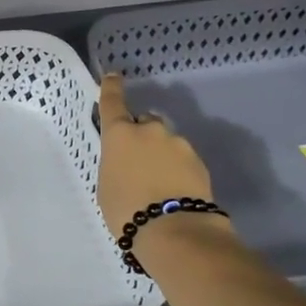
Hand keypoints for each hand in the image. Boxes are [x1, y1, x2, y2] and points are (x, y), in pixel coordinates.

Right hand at [97, 74, 218, 241]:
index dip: (112, 88)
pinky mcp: (199, 162)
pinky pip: (181, 160)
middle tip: (135, 162)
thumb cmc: (126, 209)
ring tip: (156, 184)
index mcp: (120, 135)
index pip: (113, 103)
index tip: (113, 76)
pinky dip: (176, 170)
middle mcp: (151, 131)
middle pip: (144, 122)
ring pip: (165, 142)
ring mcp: (179, 145)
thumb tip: (128, 161)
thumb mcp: (106, 186)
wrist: (174, 229)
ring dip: (159, 154)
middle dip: (140, 135)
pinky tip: (172, 191)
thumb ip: (116, 164)